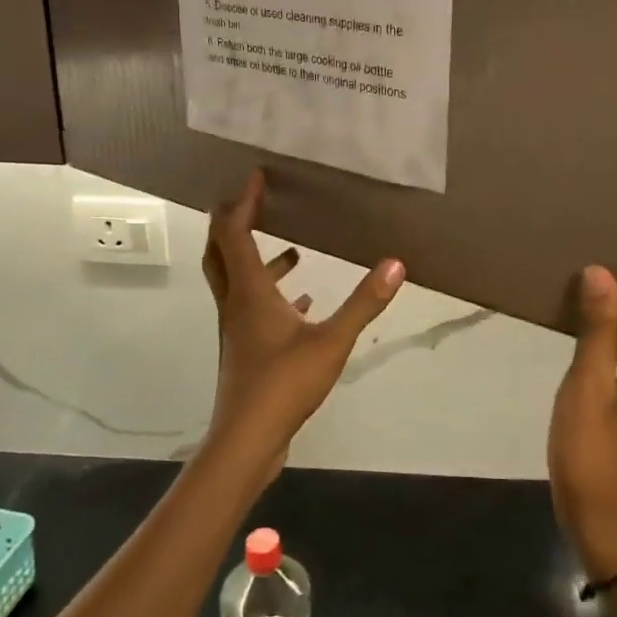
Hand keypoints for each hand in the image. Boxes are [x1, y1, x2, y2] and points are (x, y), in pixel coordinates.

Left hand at [201, 170, 405, 480]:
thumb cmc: (284, 384)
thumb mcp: (332, 341)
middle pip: (221, 251)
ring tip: (293, 250)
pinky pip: (253, 308)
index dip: (243, 201)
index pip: (235, 232)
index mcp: (250, 291)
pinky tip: (302, 302)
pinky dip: (272, 294)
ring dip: (257, 259)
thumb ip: (364, 303)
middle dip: (233, 221)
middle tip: (255, 202)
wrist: (247, 440)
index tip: (256, 176)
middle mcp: (236, 303)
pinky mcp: (246, 349)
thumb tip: (396, 264)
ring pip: (237, 280)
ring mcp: (238, 328)